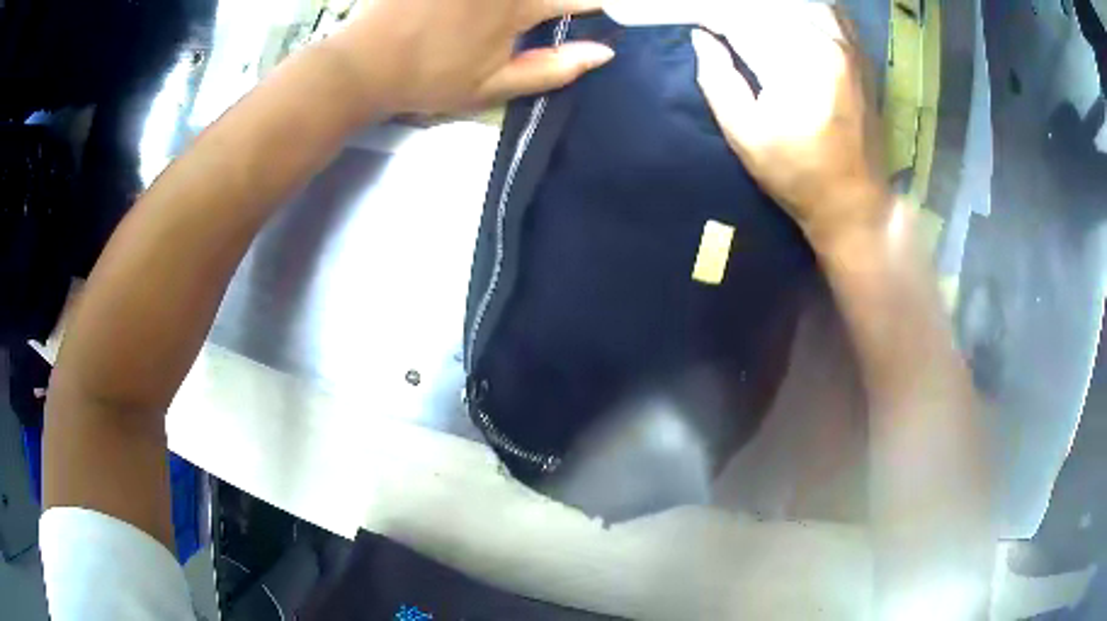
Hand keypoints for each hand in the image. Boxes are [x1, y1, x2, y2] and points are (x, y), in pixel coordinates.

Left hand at [326, 0, 613, 115]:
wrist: (363, 66)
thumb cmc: (429, 81)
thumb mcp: (491, 88)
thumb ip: (551, 69)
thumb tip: (603, 53)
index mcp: (517, 8)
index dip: (593, 3)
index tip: (600, 9)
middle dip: (562, 0)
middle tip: (540, 15)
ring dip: (522, 1)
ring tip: (502, 19)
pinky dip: (487, 2)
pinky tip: (474, 11)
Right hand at [692, 2, 889, 252]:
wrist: (856, 203)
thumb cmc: (797, 176)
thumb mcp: (745, 135)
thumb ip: (717, 79)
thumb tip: (701, 37)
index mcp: (797, 62)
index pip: (742, 19)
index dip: (711, 16)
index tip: (694, 23)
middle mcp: (827, 41)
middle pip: (769, 7)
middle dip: (736, 12)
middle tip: (718, 27)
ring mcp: (848, 45)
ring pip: (798, 4)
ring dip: (767, 10)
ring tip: (748, 24)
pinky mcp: (859, 54)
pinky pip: (828, 11)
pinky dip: (802, 9)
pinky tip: (787, 20)